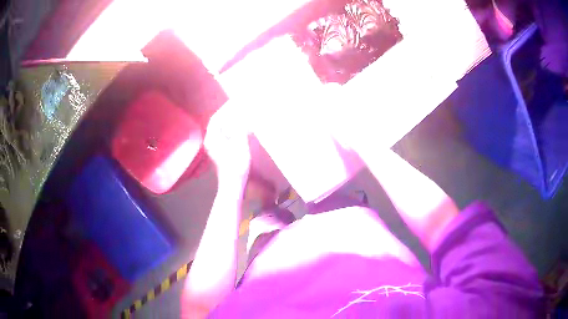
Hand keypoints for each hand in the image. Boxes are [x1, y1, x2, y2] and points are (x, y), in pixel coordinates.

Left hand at [204, 104, 251, 181]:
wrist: (233, 186)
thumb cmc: (235, 167)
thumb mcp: (240, 145)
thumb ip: (240, 129)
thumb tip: (243, 118)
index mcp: (212, 139)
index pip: (216, 118)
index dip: (226, 109)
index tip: (235, 102)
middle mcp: (211, 142)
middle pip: (218, 123)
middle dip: (229, 114)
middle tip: (240, 107)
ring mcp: (215, 148)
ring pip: (222, 130)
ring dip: (231, 122)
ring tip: (242, 116)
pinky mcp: (221, 152)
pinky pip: (226, 136)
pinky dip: (233, 131)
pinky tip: (242, 130)